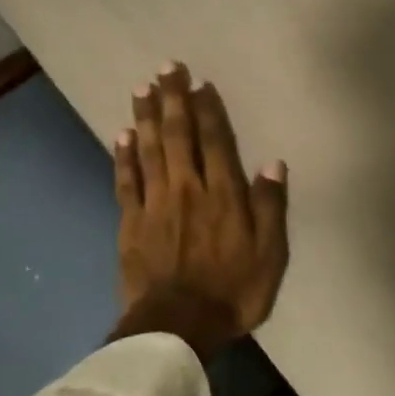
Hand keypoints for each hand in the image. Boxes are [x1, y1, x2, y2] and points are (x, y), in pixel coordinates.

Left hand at [111, 62, 288, 362]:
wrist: (177, 327)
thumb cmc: (232, 292)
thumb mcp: (270, 255)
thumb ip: (270, 207)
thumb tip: (273, 163)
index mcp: (223, 195)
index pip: (215, 141)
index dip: (209, 110)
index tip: (201, 83)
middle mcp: (186, 189)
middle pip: (178, 135)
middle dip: (173, 99)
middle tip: (167, 68)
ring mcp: (154, 204)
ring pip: (148, 150)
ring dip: (146, 116)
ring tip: (142, 87)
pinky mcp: (131, 223)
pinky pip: (126, 180)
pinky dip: (123, 155)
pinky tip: (121, 134)